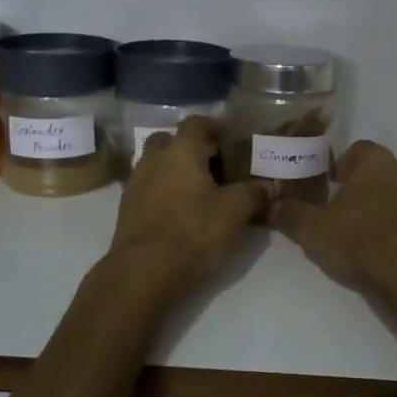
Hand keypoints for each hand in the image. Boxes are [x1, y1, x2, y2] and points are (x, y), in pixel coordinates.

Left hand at [107, 116, 268, 298]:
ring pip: (155, 165)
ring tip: (197, 191)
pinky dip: (162, 192)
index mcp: (181, 152)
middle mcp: (154, 160)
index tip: (231, 140)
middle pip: (169, 140)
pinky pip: (147, 189)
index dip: (214, 127)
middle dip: (189, 148)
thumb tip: (270, 184)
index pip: (196, 123)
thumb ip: (255, 193)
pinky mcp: (127, 210)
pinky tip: (179, 212)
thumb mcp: (235, 212)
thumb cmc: (193, 232)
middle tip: (212, 165)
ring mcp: (135, 185)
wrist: (142, 273)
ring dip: (174, 171)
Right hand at [270, 141, 396, 305]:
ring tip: (379, 235)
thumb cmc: (360, 243)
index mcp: (376, 163)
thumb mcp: (312, 231)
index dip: (345, 167)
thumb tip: (270, 205)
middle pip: (386, 172)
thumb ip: (290, 214)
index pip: (359, 150)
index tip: (334, 187)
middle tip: (353, 214)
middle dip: (371, 187)